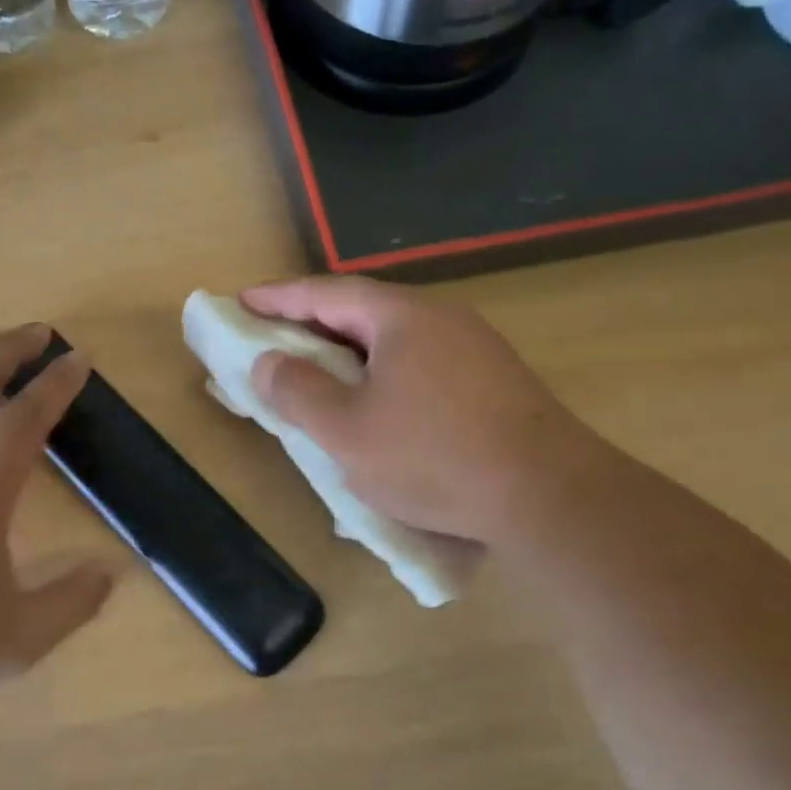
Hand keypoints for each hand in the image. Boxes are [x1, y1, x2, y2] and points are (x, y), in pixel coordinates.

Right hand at [243, 278, 612, 547]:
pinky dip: (379, 374)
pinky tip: (373, 405)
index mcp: (402, 317)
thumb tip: (266, 362)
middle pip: (360, 310)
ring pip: (391, 339)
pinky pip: (417, 364)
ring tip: (314, 374)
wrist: (550, 497)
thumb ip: (297, 391)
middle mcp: (440, 318)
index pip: (326, 292)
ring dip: (346, 352)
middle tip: (270, 338)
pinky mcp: (491, 382)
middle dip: (310, 324)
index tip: (240, 302)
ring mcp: (473, 348)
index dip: (278, 297)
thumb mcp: (346, 430)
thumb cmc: (433, 457)